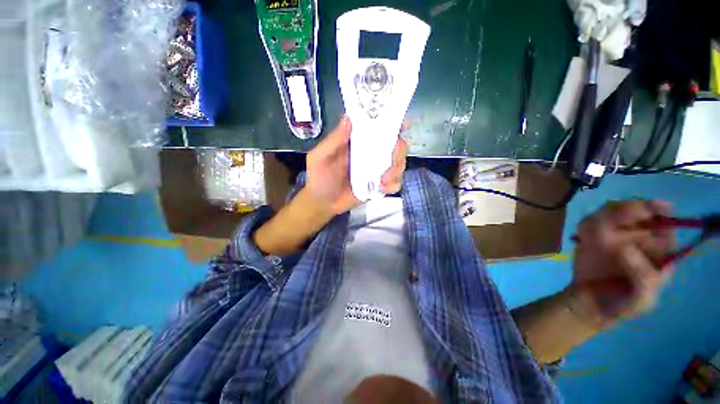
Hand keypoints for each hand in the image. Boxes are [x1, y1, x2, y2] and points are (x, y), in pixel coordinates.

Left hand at [306, 115, 408, 215]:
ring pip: (399, 164)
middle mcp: (371, 154)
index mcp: (358, 142)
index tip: (401, 125)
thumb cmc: (319, 178)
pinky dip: (393, 185)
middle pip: (396, 145)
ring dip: (396, 171)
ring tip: (382, 180)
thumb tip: (349, 117)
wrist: (323, 204)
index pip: (379, 127)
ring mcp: (377, 170)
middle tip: (390, 162)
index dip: (392, 123)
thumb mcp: (321, 157)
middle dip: (398, 152)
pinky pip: (395, 183)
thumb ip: (334, 140)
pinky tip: (381, 189)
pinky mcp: (379, 186)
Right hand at [569, 200, 676, 328]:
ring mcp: (613, 235)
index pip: (664, 222)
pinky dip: (586, 224)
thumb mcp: (644, 298)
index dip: (660, 211)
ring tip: (597, 233)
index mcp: (658, 249)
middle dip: (630, 208)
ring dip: (605, 215)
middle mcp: (637, 237)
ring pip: (611, 211)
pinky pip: (588, 221)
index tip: (652, 207)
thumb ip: (644, 276)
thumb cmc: (623, 304)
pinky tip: (583, 237)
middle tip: (619, 218)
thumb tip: (624, 247)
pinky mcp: (589, 236)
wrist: (589, 305)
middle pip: (637, 210)